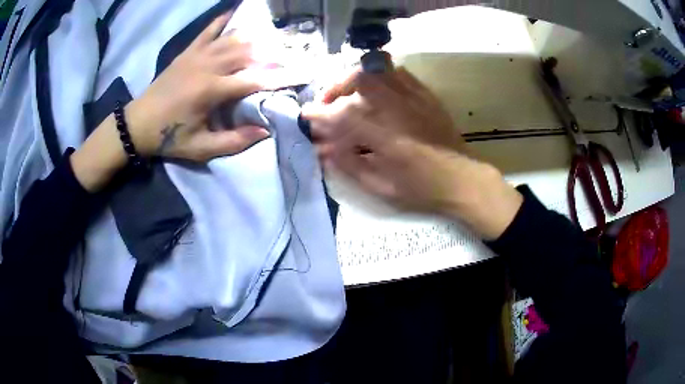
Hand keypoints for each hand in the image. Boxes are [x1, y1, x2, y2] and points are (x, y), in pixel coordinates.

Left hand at [71, 13, 276, 191]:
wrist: (137, 123)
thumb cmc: (168, 137)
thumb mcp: (200, 148)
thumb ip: (233, 141)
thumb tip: (265, 131)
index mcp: (210, 91)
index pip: (253, 80)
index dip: (278, 78)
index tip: (300, 75)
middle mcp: (207, 67)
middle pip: (247, 53)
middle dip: (273, 53)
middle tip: (293, 53)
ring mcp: (196, 56)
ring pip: (232, 39)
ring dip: (255, 37)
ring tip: (274, 37)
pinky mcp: (187, 52)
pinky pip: (208, 30)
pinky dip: (223, 20)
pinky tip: (236, 11)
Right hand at [303, 69, 521, 238]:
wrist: (462, 179)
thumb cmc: (422, 189)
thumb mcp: (381, 187)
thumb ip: (349, 165)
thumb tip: (323, 149)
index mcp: (386, 136)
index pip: (342, 115)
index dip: (318, 115)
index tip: (305, 117)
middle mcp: (398, 108)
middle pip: (358, 79)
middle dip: (334, 88)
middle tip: (326, 104)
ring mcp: (414, 97)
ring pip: (377, 69)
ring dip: (354, 78)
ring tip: (347, 94)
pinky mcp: (425, 93)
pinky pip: (397, 72)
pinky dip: (378, 75)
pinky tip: (375, 90)